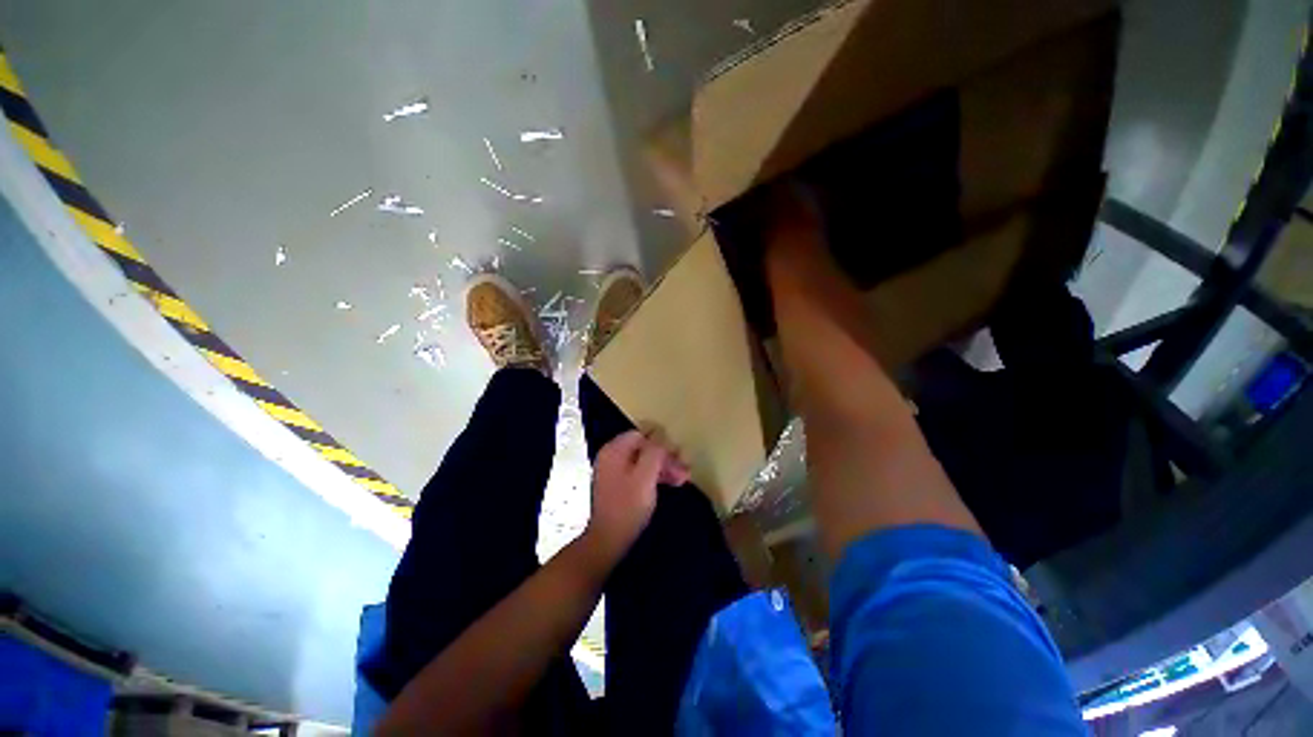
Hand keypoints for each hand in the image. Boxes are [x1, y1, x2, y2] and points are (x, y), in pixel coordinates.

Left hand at [583, 430, 689, 565]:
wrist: (608, 541)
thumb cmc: (628, 506)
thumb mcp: (646, 476)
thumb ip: (655, 452)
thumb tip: (662, 437)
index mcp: (615, 450)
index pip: (641, 434)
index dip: (661, 442)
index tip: (678, 454)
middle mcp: (612, 456)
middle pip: (644, 448)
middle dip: (666, 457)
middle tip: (685, 469)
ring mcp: (614, 472)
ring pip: (644, 461)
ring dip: (664, 467)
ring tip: (683, 478)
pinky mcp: (619, 486)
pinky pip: (640, 473)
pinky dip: (655, 476)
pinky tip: (671, 483)